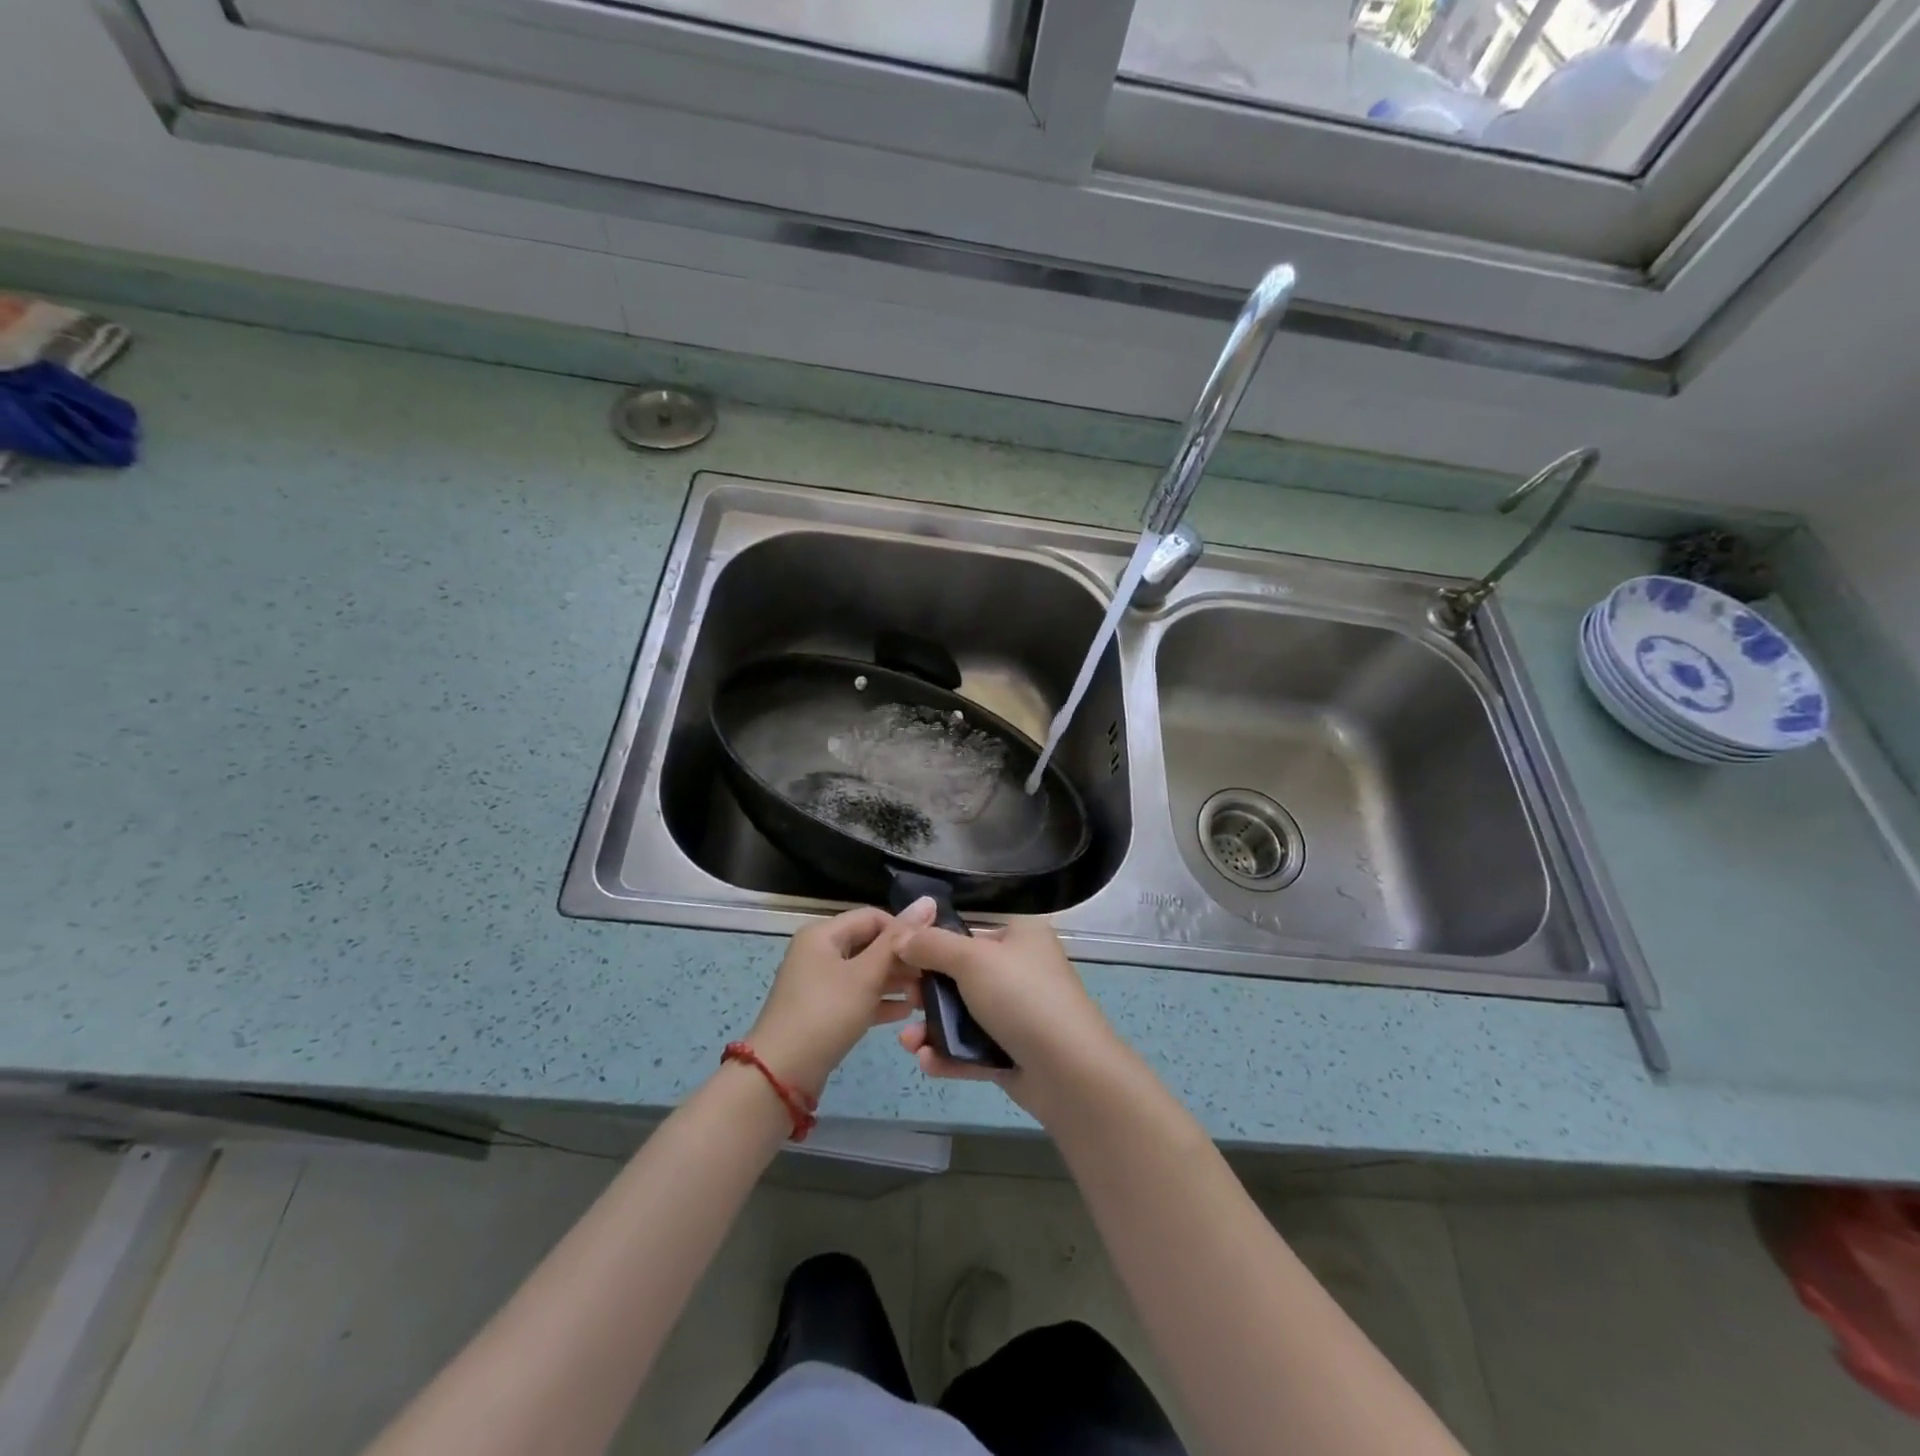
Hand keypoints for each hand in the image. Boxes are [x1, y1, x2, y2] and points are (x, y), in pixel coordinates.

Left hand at [746, 899, 938, 1096]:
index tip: (931, 950)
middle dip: (901, 959)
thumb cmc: (826, 1013)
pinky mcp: (823, 1011)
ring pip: (865, 972)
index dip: (903, 930)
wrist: (782, 1074)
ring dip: (895, 981)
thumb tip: (928, 900)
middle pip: (869, 944)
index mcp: (823, 934)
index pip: (873, 917)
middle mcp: (819, 952)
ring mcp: (819, 983)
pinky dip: (880, 1001)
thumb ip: (898, 939)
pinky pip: (857, 996)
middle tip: (933, 975)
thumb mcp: (866, 974)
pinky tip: (906, 1013)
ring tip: (926, 996)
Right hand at [893, 916, 1123, 1119]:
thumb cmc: (1022, 997)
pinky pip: (972, 1048)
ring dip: (931, 1027)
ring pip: (964, 1014)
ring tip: (907, 1041)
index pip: (970, 929)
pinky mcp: (1013, 1052)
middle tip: (904, 999)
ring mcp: (1018, 1013)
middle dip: (927, 990)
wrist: (1069, 1072)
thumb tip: (900, 935)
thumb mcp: (972, 960)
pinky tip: (926, 1061)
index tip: (899, 954)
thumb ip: (932, 945)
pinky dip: (948, 1054)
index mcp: (1020, 935)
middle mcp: (1021, 969)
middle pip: (962, 973)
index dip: (933, 940)